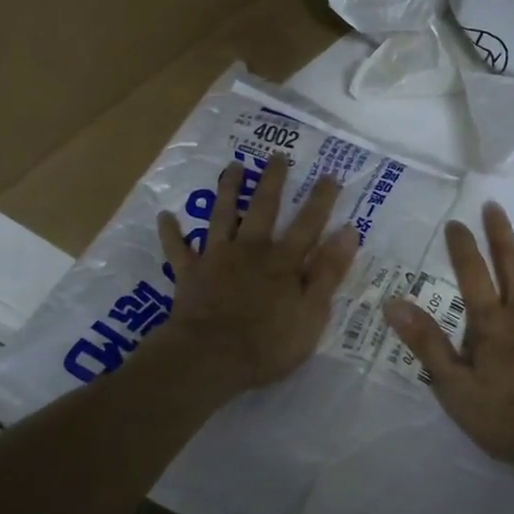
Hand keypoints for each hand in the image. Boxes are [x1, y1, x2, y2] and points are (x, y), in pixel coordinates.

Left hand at [155, 155, 359, 392]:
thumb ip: (328, 272)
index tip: (329, 174)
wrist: (211, 357)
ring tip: (232, 167)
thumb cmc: (268, 343)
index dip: (320, 200)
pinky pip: (177, 249)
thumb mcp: (312, 313)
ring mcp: (217, 258)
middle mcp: (251, 250)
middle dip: (273, 181)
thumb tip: (348, 232)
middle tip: (277, 156)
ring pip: (223, 216)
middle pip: (264, 209)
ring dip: (228, 191)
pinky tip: (165, 216)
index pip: (308, 224)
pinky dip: (171, 232)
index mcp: (283, 262)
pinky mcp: (189, 274)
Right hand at [384, 204, 513, 465]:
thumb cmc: (507, 415)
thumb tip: (393, 304)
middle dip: (501, 234)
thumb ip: (427, 343)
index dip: (462, 247)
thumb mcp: (454, 386)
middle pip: (513, 264)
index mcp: (491, 323)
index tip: (456, 221)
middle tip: (495, 206)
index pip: (472, 275)